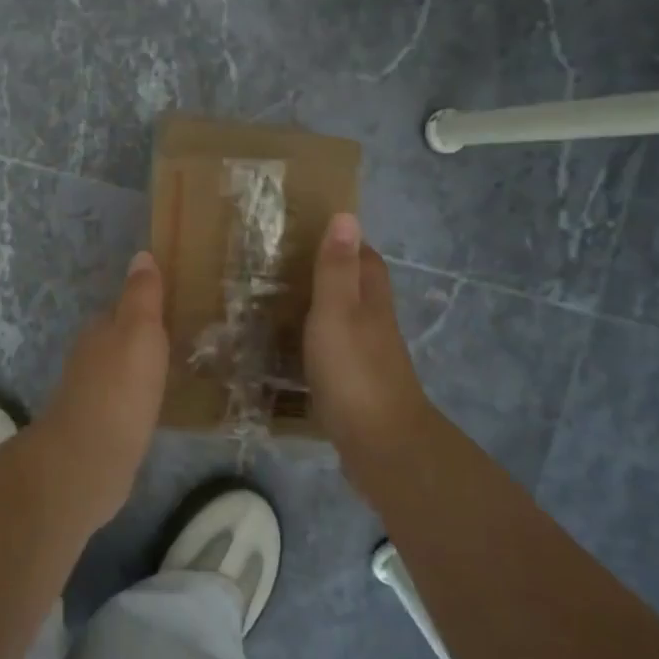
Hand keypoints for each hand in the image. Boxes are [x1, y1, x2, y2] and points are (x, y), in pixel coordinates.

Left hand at [29, 250, 169, 528]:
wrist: (89, 460)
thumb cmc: (119, 389)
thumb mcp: (139, 332)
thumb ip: (142, 296)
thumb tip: (141, 255)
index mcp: (100, 331)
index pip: (123, 309)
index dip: (148, 306)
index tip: (177, 306)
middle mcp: (91, 358)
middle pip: (121, 340)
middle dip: (146, 338)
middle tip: (186, 338)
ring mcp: (93, 395)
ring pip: (123, 371)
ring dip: (144, 369)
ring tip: (180, 370)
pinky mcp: (102, 428)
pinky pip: (127, 402)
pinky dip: (142, 398)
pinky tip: (161, 406)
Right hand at [304, 214, 439, 488]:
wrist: (380, 444)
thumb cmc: (354, 370)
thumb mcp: (337, 311)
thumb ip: (337, 268)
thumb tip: (347, 215)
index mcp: (371, 300)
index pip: (366, 258)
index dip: (346, 242)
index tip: (312, 230)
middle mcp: (374, 323)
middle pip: (357, 288)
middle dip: (330, 273)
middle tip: (285, 266)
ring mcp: (367, 356)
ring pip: (344, 320)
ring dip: (320, 309)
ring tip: (278, 303)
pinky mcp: (355, 385)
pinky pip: (333, 352)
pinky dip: (314, 343)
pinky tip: (290, 350)